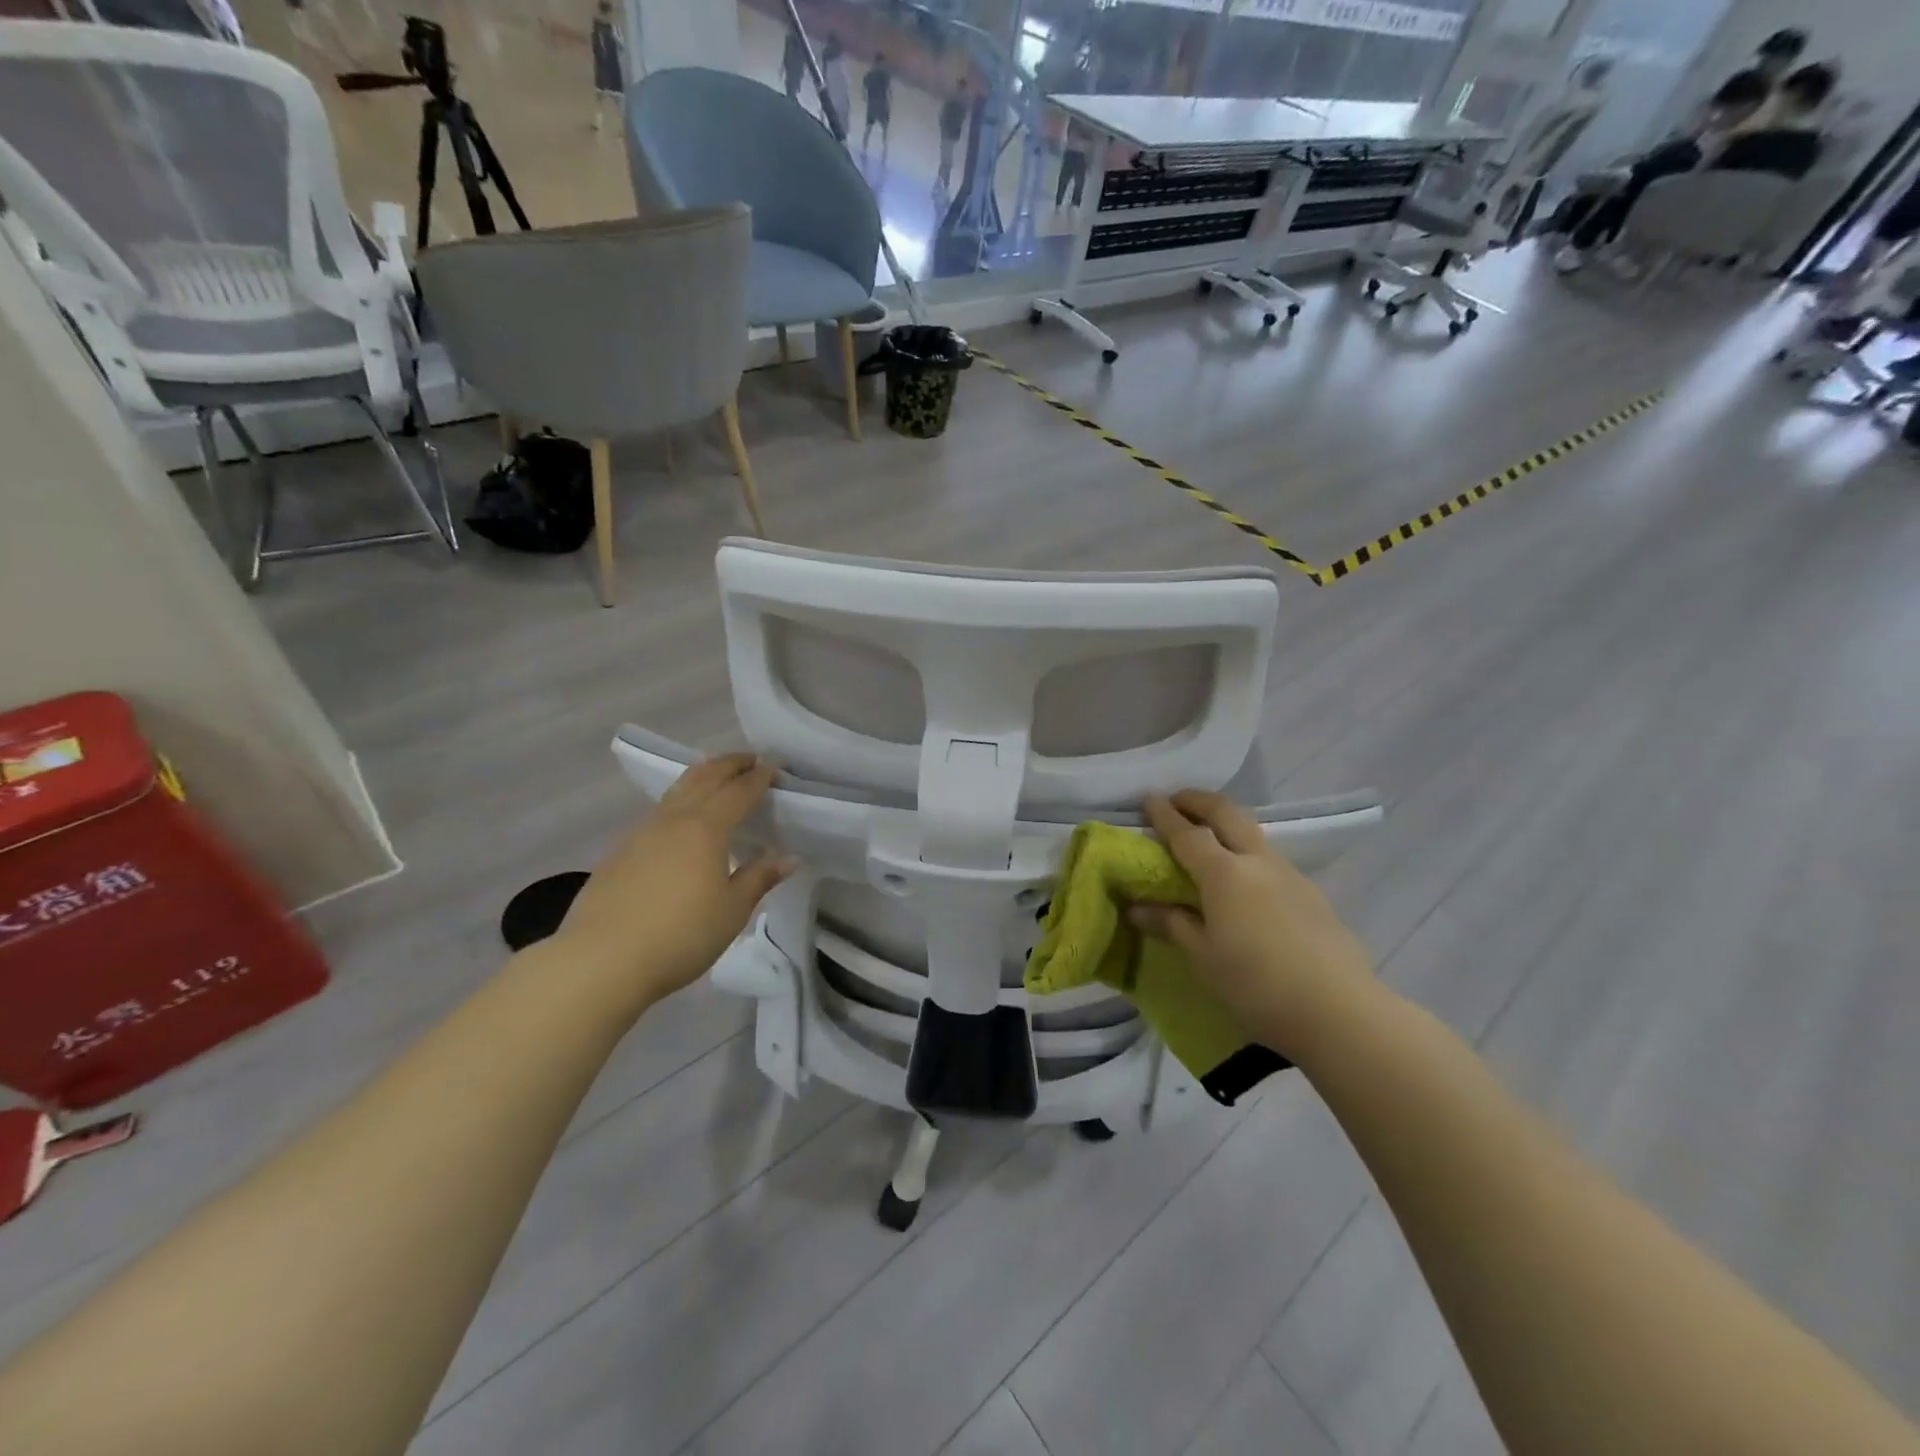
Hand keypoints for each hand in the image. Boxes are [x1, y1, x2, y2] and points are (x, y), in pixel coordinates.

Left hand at [548, 755, 793, 1013]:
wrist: (600, 961)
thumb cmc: (680, 936)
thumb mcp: (731, 911)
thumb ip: (759, 878)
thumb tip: (789, 857)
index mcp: (706, 829)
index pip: (739, 791)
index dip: (759, 777)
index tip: (775, 767)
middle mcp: (673, 820)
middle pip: (704, 777)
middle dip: (729, 764)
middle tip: (750, 760)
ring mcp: (641, 833)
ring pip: (676, 791)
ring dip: (702, 778)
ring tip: (717, 781)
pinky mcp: (619, 852)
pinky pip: (658, 813)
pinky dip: (679, 803)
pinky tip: (681, 824)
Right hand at [1132, 790, 1375, 1060]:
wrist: (1339, 1011)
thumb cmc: (1257, 984)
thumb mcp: (1204, 957)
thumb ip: (1172, 924)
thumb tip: (1137, 908)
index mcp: (1224, 873)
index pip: (1187, 833)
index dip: (1164, 814)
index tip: (1148, 798)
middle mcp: (1257, 861)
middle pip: (1227, 813)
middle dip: (1199, 800)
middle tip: (1178, 800)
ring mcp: (1290, 875)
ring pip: (1254, 834)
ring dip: (1227, 824)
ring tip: (1210, 839)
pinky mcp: (1312, 894)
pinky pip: (1271, 861)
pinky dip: (1249, 854)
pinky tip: (1246, 884)